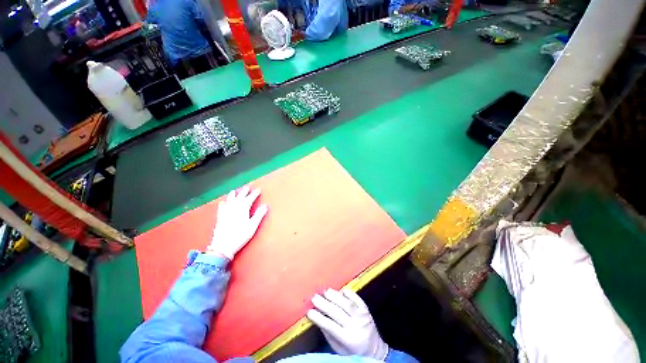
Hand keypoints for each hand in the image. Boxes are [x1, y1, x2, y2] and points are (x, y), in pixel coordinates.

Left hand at [206, 186, 267, 259]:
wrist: (223, 245)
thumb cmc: (240, 235)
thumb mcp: (253, 225)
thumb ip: (259, 214)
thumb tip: (265, 206)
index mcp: (243, 208)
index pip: (250, 198)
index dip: (254, 194)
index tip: (258, 190)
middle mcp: (234, 207)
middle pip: (239, 196)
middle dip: (244, 191)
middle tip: (248, 188)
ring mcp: (226, 211)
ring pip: (230, 199)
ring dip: (233, 194)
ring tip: (235, 191)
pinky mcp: (220, 216)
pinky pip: (221, 206)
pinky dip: (224, 203)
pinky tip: (223, 202)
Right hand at [307, 288, 387, 359]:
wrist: (375, 350)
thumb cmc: (354, 352)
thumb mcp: (339, 349)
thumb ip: (329, 334)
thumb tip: (317, 318)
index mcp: (348, 339)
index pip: (330, 326)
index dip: (319, 318)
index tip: (309, 311)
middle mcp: (356, 326)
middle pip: (337, 313)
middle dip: (324, 304)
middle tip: (314, 297)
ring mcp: (362, 316)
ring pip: (347, 304)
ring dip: (335, 296)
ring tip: (325, 291)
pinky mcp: (366, 309)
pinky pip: (357, 299)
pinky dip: (348, 293)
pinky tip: (341, 291)